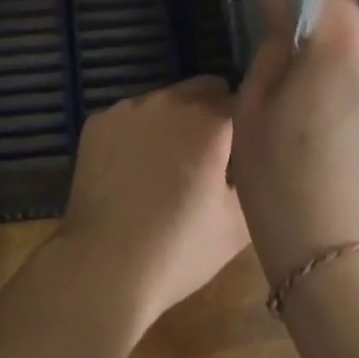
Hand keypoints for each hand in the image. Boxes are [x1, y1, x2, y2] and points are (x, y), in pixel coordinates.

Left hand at [59, 77, 250, 328]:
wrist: (103, 268)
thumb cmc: (178, 250)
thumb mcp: (237, 225)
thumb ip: (256, 179)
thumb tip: (259, 159)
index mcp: (209, 121)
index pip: (243, 102)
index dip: (249, 125)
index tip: (247, 150)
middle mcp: (170, 100)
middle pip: (205, 90)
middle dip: (214, 114)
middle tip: (211, 157)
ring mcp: (130, 107)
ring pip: (166, 100)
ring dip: (175, 121)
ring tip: (169, 166)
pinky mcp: (99, 121)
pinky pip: (131, 116)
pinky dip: (139, 134)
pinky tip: (133, 170)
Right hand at [231, 0, 358, 286]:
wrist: (350, 269)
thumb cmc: (286, 181)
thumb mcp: (257, 106)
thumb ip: (271, 41)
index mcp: (343, 37)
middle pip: (343, 7)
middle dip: (311, 11)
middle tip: (272, 32)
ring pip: (356, 41)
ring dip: (328, 46)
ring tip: (294, 81)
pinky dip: (345, 71)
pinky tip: (321, 109)